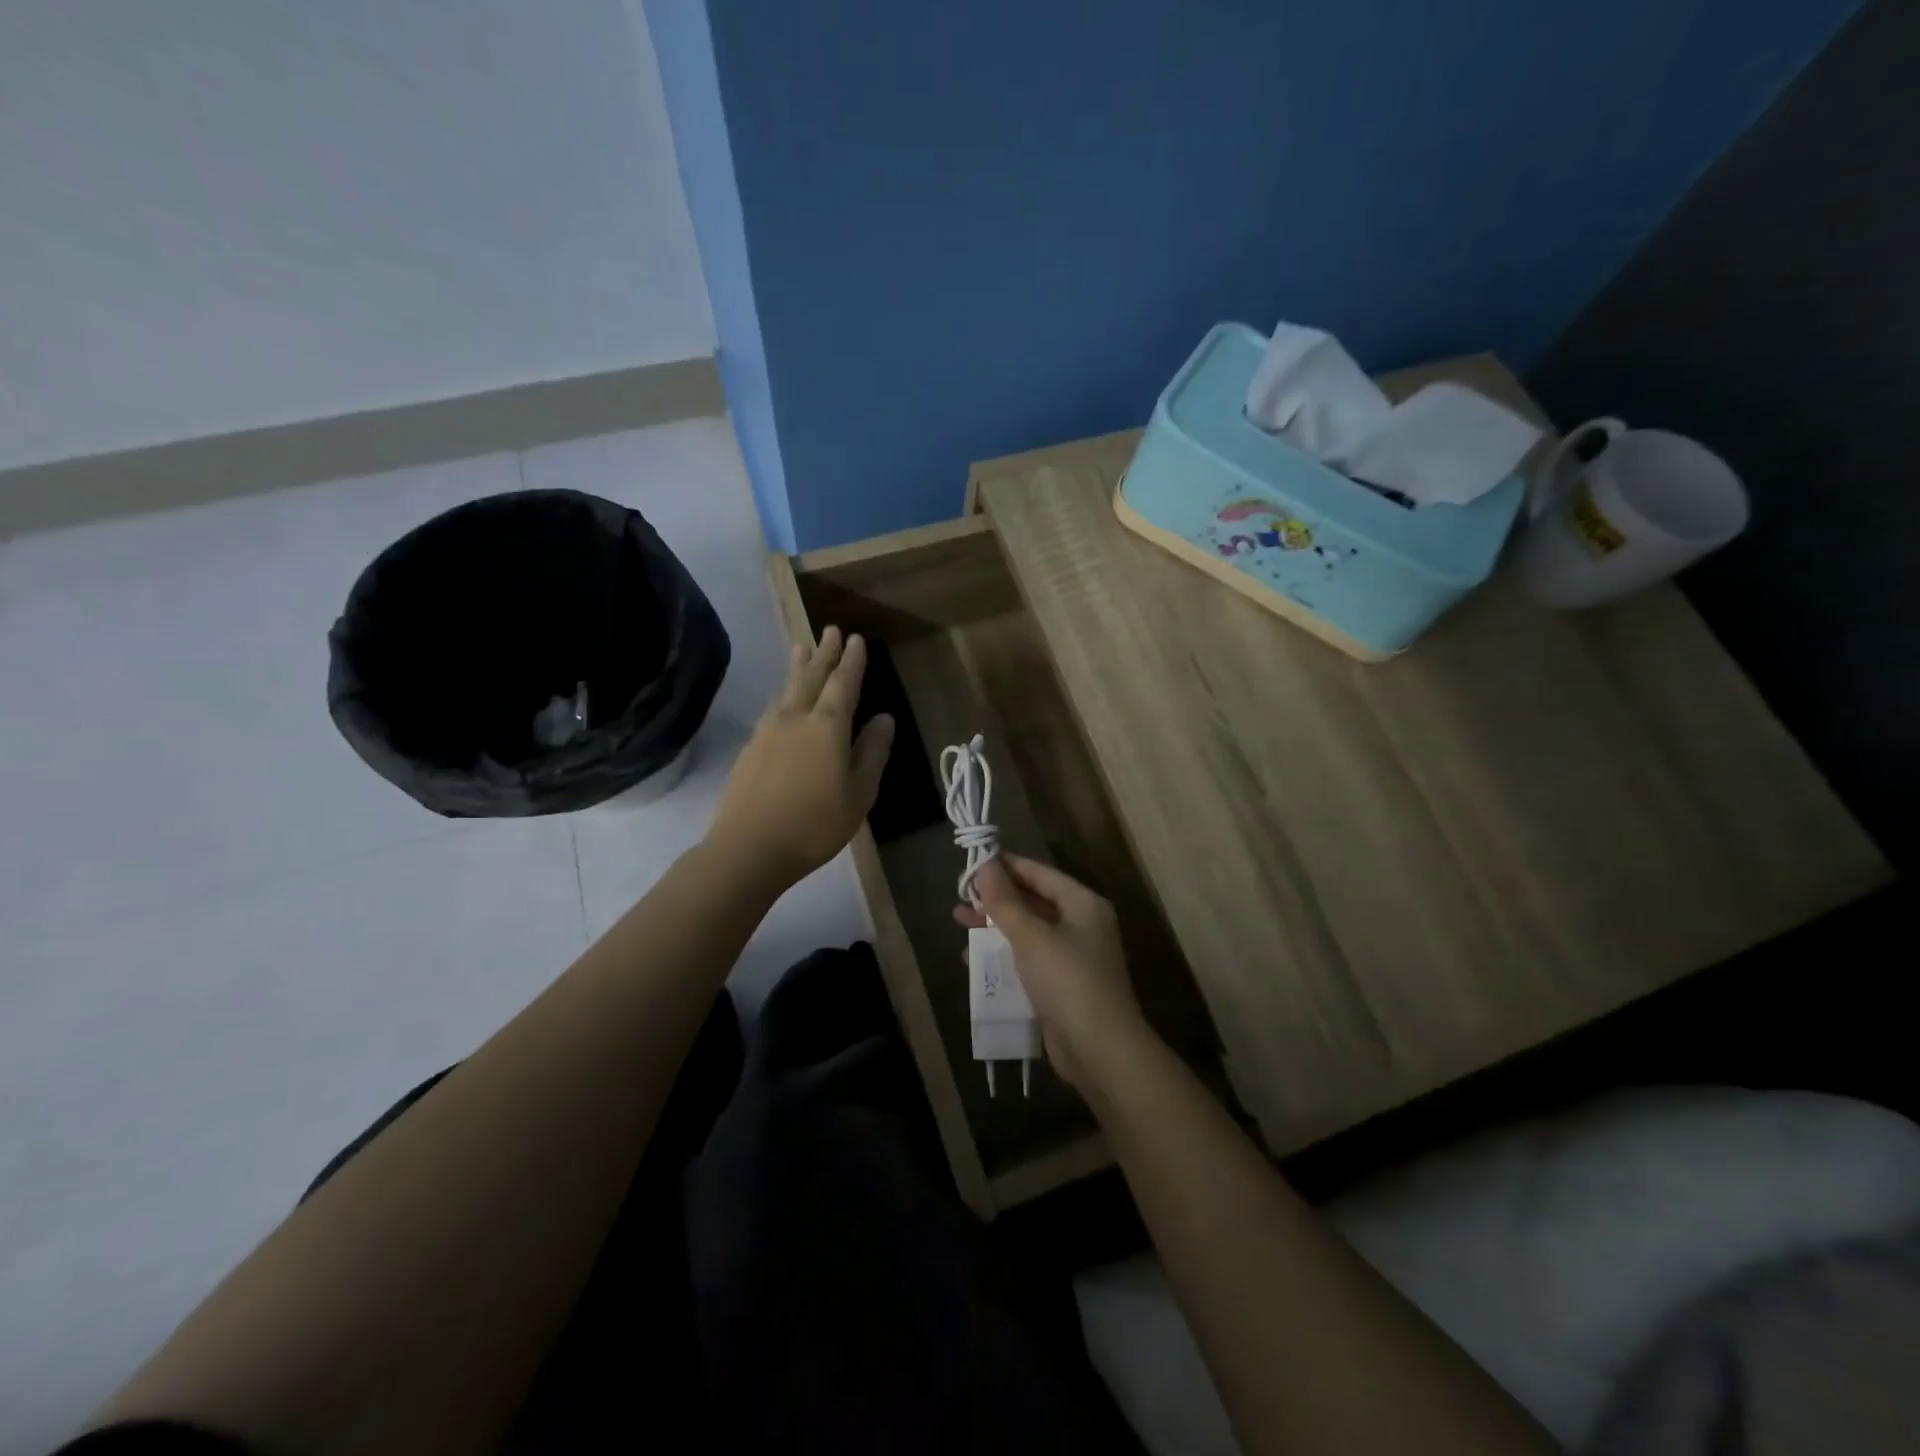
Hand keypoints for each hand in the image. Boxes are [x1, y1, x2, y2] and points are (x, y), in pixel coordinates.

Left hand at [707, 626, 893, 888]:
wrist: (749, 848)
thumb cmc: (815, 824)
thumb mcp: (859, 794)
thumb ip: (872, 752)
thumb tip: (884, 719)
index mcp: (827, 726)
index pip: (843, 683)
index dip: (852, 661)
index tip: (857, 639)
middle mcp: (796, 718)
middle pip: (812, 676)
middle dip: (824, 653)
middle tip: (830, 630)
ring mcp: (767, 731)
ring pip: (787, 689)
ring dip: (798, 666)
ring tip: (802, 647)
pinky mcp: (750, 748)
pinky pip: (772, 708)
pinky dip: (783, 694)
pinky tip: (782, 700)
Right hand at [953, 855, 1154, 1092]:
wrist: (1100, 1050)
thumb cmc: (1067, 980)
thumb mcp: (1030, 936)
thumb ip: (1005, 901)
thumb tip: (985, 865)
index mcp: (1083, 904)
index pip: (1040, 873)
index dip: (1007, 866)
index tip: (973, 862)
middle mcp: (1082, 925)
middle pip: (1033, 902)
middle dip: (996, 899)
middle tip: (961, 897)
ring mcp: (1073, 958)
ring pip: (1028, 932)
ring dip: (995, 928)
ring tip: (959, 923)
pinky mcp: (1063, 987)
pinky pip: (1029, 961)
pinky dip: (1005, 956)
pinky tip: (974, 961)